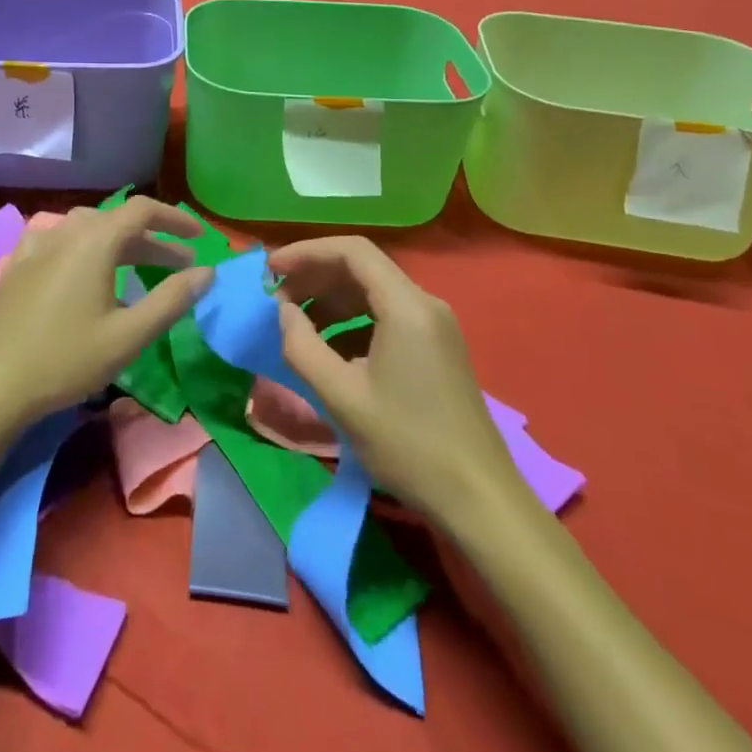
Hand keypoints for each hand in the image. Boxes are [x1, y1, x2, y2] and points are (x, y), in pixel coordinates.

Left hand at [0, 198, 214, 428]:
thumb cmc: (67, 360)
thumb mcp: (129, 335)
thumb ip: (171, 300)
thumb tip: (206, 272)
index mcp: (95, 240)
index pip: (143, 210)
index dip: (175, 218)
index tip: (198, 237)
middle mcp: (65, 231)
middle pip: (117, 221)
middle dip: (152, 239)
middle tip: (178, 266)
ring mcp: (37, 244)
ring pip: (88, 228)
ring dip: (119, 242)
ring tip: (137, 266)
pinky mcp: (18, 262)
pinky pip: (60, 239)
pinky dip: (85, 245)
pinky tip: (83, 265)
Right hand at [270, 236, 519, 526]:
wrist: (480, 500)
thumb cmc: (408, 445)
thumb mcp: (342, 397)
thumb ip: (303, 346)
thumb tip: (284, 311)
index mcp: (406, 305)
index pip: (351, 251)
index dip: (306, 253)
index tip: (271, 270)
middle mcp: (424, 303)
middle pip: (362, 267)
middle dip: (315, 276)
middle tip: (277, 298)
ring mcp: (435, 325)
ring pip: (373, 291)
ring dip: (331, 300)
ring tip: (296, 323)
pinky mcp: (437, 347)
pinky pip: (387, 315)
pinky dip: (352, 321)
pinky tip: (330, 350)